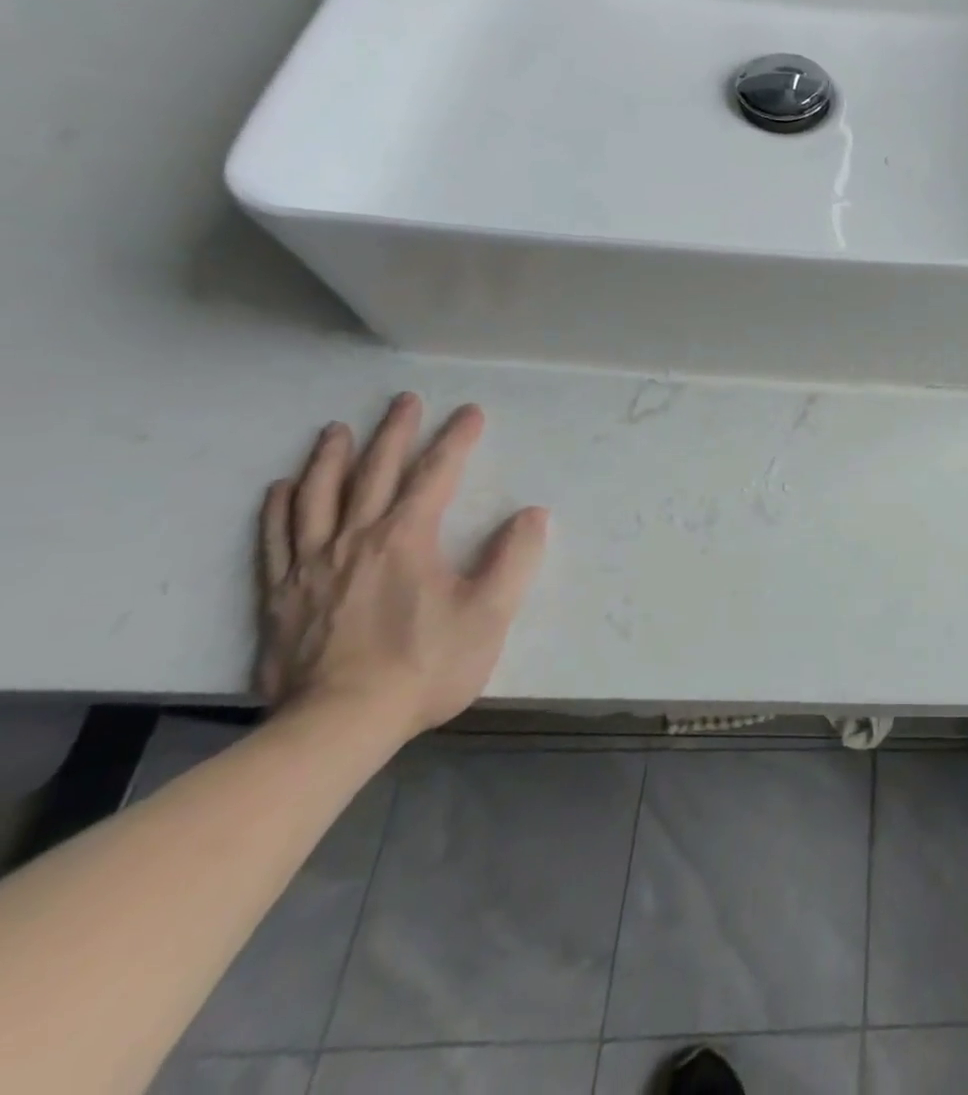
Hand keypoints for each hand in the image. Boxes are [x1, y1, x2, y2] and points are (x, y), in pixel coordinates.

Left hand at [256, 393, 548, 739]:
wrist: (339, 725)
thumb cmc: (424, 666)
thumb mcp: (490, 613)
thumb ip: (514, 558)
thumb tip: (532, 514)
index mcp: (406, 539)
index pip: (436, 475)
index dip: (456, 440)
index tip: (470, 412)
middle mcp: (355, 539)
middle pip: (374, 473)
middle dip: (394, 433)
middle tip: (405, 400)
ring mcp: (311, 566)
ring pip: (317, 497)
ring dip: (330, 458)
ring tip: (336, 430)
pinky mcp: (281, 596)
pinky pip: (275, 539)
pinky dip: (279, 507)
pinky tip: (282, 488)